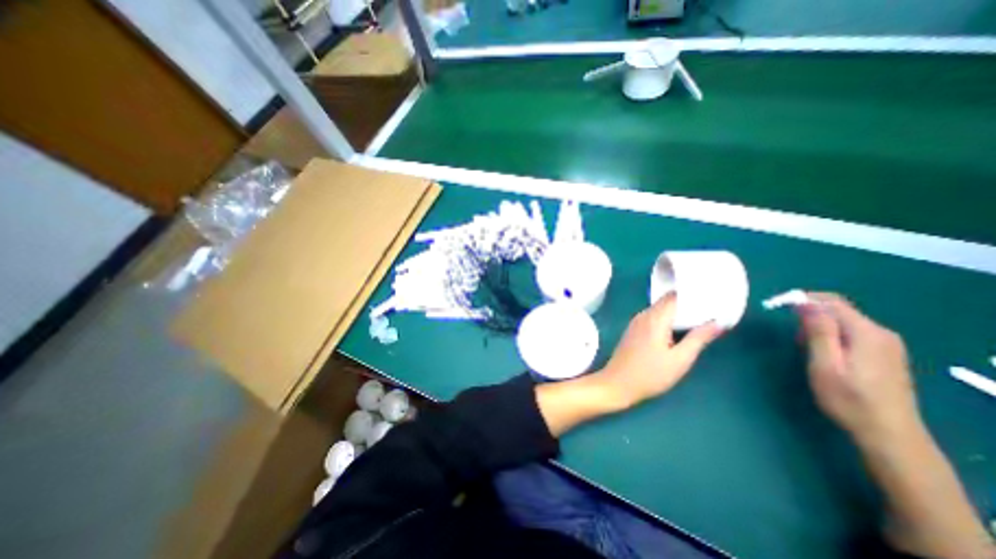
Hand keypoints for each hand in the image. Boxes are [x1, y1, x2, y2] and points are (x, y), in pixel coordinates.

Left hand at [590, 292, 723, 409]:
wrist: (618, 383)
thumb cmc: (650, 374)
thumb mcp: (680, 360)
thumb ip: (698, 339)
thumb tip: (717, 322)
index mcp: (655, 318)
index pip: (675, 296)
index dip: (693, 294)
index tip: (711, 296)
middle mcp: (644, 315)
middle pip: (667, 301)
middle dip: (687, 302)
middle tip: (710, 308)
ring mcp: (636, 322)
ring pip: (659, 309)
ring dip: (677, 311)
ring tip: (699, 316)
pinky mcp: (633, 330)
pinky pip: (653, 316)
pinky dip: (666, 318)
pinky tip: (677, 327)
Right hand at [800, 292, 920, 448]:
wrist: (889, 434)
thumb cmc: (849, 399)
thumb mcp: (825, 364)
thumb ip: (818, 331)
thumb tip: (805, 303)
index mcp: (867, 333)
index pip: (831, 302)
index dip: (803, 299)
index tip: (778, 307)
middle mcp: (881, 333)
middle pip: (838, 310)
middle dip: (810, 316)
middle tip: (795, 339)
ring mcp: (886, 345)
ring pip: (843, 322)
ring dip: (819, 328)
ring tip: (806, 349)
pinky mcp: (884, 354)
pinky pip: (851, 333)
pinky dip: (831, 336)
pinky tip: (823, 354)